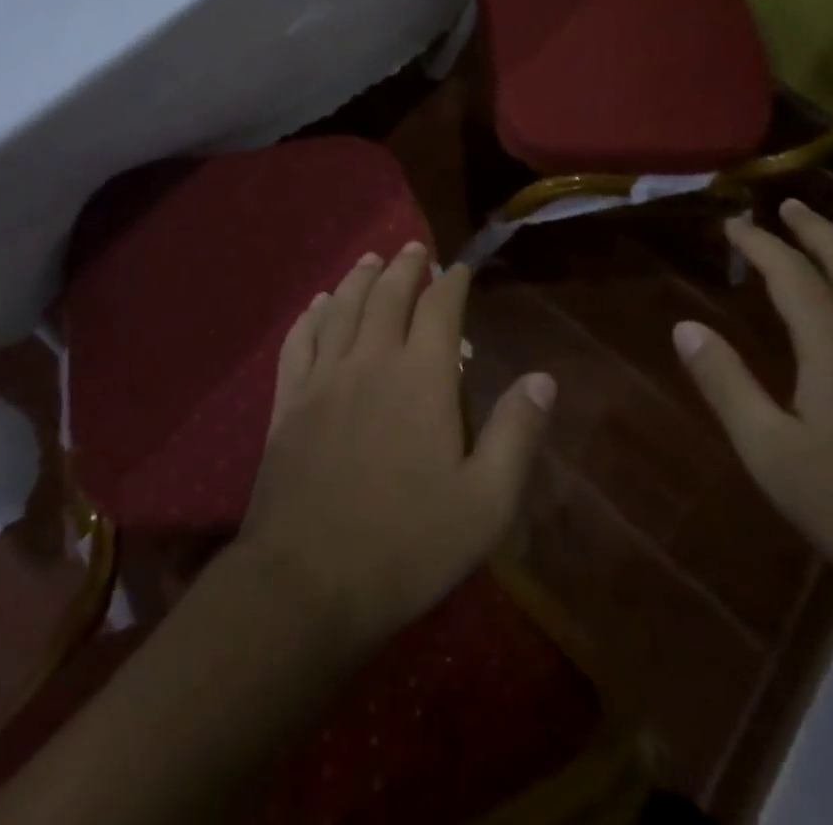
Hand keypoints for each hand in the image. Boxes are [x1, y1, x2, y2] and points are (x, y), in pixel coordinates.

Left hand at [234, 243, 556, 651]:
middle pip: (387, 295)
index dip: (451, 283)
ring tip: (371, 259)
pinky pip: (299, 340)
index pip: (439, 308)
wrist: (307, 583)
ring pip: (342, 307)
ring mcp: (323, 378)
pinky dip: (311, 314)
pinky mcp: (288, 401)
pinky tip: (318, 304)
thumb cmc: (407, 546)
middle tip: (415, 249)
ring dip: (359, 278)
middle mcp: (370, 360)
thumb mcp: (485, 503)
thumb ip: (516, 434)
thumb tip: (543, 377)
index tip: (460, 268)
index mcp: (421, 378)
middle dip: (405, 267)